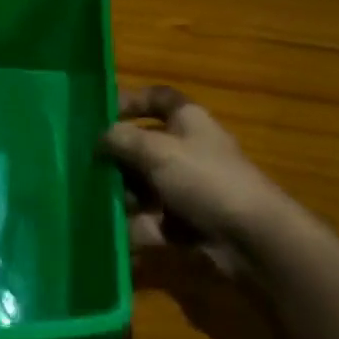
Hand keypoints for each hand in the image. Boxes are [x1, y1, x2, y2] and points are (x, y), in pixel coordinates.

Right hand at [101, 87, 285, 270]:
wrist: (253, 239)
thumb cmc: (205, 179)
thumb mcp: (158, 151)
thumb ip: (123, 140)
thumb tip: (99, 137)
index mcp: (188, 121)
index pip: (158, 98)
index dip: (131, 101)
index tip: (101, 114)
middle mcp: (189, 150)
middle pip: (146, 146)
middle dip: (117, 158)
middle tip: (86, 167)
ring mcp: (189, 188)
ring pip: (146, 186)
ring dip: (122, 196)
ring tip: (95, 205)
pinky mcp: (189, 224)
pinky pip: (153, 221)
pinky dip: (135, 228)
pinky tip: (113, 235)